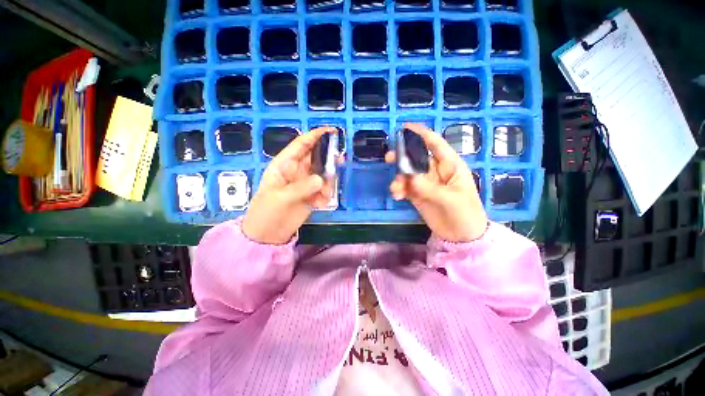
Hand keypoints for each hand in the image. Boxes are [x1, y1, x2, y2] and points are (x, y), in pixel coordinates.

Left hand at [242, 127, 335, 243]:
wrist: (268, 234)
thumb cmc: (267, 212)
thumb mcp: (281, 197)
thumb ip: (302, 187)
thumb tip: (321, 179)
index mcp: (284, 165)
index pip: (301, 145)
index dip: (315, 136)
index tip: (331, 131)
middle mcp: (297, 171)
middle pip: (316, 157)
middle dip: (328, 158)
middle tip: (340, 160)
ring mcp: (305, 183)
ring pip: (323, 174)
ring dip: (328, 182)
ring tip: (324, 195)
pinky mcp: (312, 195)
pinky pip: (324, 189)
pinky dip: (326, 195)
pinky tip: (320, 204)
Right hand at [386, 123, 487, 241]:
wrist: (462, 235)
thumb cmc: (465, 213)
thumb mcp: (450, 199)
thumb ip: (429, 188)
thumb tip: (409, 178)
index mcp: (450, 166)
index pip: (436, 144)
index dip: (421, 134)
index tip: (405, 128)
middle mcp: (436, 171)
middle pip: (417, 158)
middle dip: (403, 156)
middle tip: (389, 158)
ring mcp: (425, 183)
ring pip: (408, 174)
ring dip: (399, 178)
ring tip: (395, 189)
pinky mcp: (417, 195)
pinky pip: (405, 188)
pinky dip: (399, 189)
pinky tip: (397, 195)